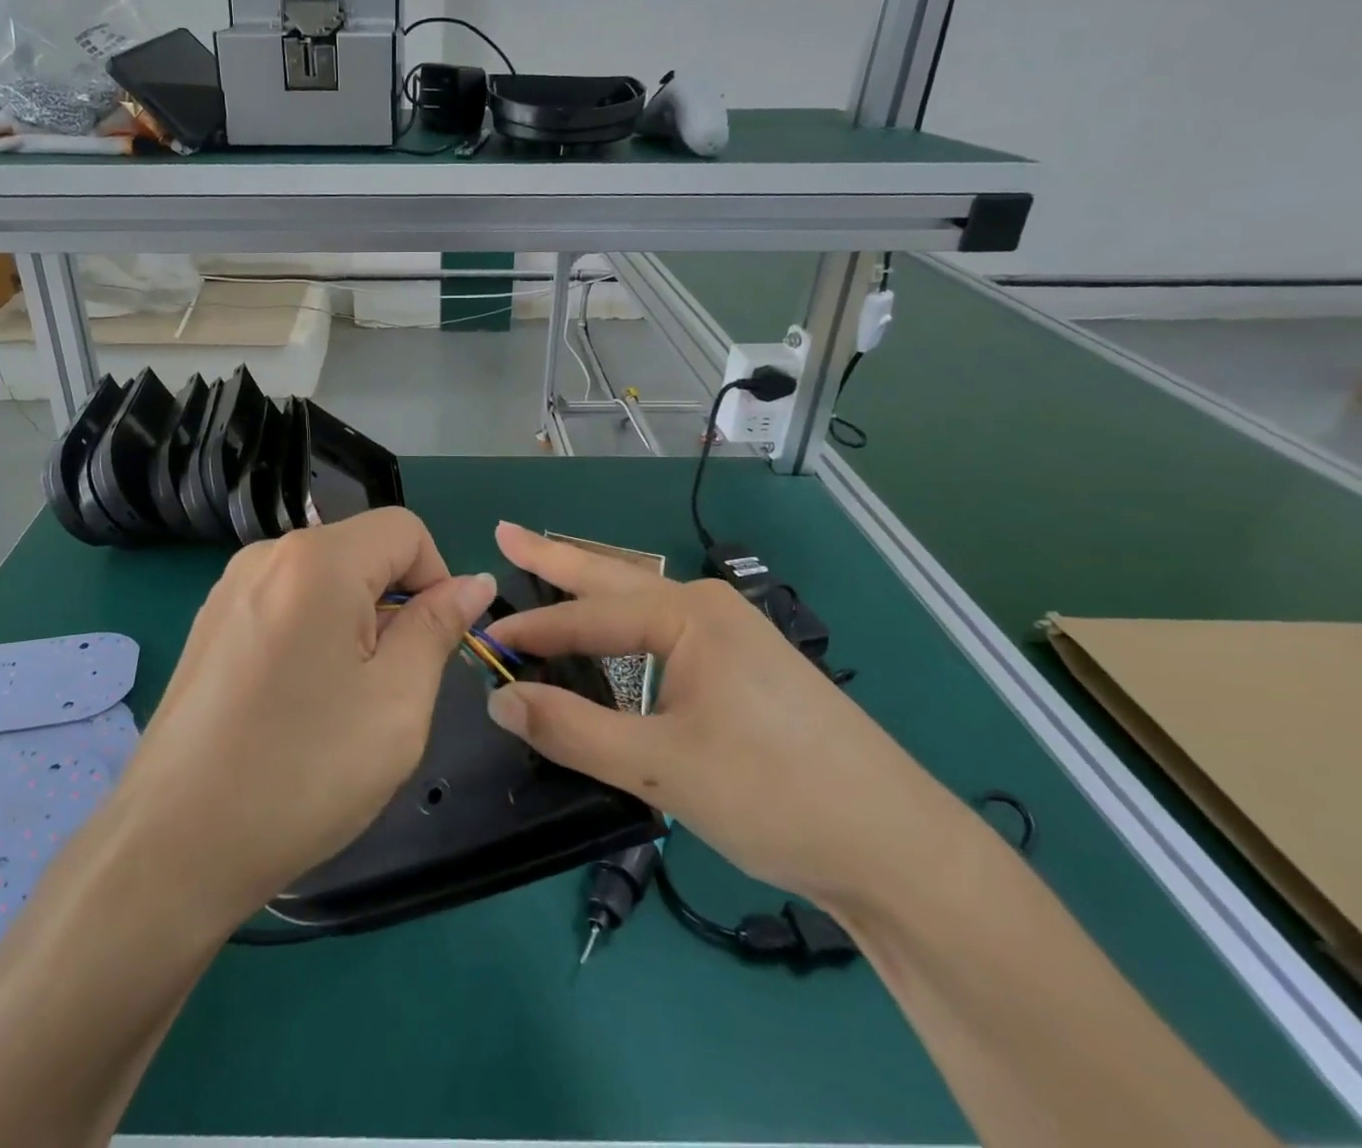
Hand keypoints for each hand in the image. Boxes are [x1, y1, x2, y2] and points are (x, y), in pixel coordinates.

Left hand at [112, 509, 496, 922]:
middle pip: (363, 551)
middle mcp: (267, 555)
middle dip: (394, 606)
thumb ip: (438, 627)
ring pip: (325, 581)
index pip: (405, 530)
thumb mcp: (397, 701)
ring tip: (342, 702)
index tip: (434, 646)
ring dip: (356, 625)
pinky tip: (297, 703)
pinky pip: (287, 604)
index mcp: (317, 560)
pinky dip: (314, 636)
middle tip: (388, 688)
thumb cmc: (302, 771)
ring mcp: (231, 588)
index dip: (438, 579)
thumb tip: (473, 582)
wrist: (172, 846)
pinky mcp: (211, 623)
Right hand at [483, 522, 953, 907]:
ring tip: (548, 569)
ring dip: (590, 588)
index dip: (532, 631)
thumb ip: (573, 730)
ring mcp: (733, 637)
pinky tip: (612, 635)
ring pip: (641, 603)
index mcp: (689, 615)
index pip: (587, 616)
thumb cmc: (777, 796)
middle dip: (556, 556)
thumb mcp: (663, 768)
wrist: (900, 851)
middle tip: (505, 532)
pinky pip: (664, 633)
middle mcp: (709, 609)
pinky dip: (621, 626)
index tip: (484, 641)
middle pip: (613, 576)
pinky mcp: (745, 670)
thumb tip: (500, 699)